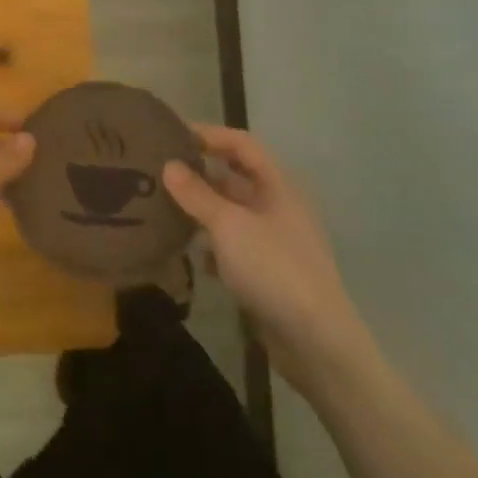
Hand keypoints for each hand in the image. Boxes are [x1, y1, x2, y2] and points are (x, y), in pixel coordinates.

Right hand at [163, 125, 366, 376]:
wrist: (317, 343)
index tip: (172, 134)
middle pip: (236, 177)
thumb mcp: (228, 225)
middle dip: (200, 172)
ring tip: (164, 208)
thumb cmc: (274, 268)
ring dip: (202, 209)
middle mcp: (278, 207)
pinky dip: (213, 246)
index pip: (242, 144)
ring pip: (232, 213)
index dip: (209, 134)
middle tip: (160, 170)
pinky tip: (191, 255)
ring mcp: (275, 241)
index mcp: (277, 186)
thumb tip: (168, 166)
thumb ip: (197, 194)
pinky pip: (234, 246)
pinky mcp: (269, 272)